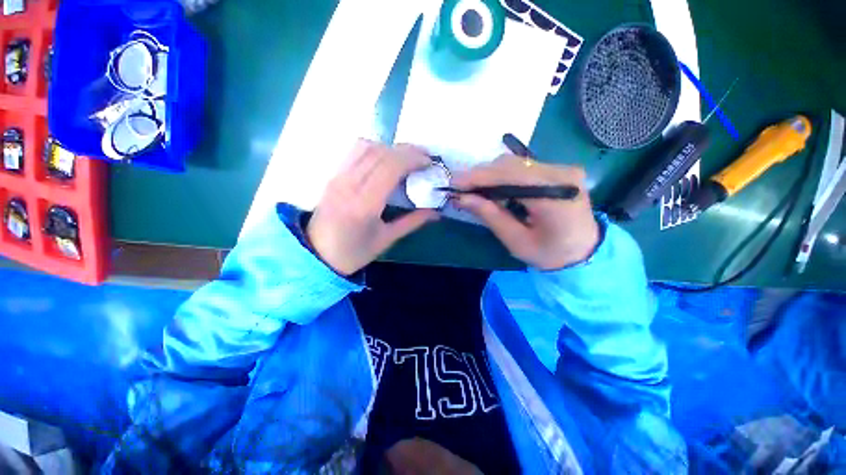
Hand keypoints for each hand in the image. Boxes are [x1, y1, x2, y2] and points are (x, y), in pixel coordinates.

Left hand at [306, 140, 439, 275]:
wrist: (317, 254)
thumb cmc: (354, 252)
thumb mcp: (386, 240)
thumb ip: (412, 222)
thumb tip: (436, 211)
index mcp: (364, 205)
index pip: (390, 168)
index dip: (412, 159)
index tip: (429, 162)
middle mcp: (349, 185)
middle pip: (380, 153)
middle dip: (407, 151)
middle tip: (424, 158)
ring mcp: (338, 177)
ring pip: (366, 147)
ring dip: (391, 148)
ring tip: (406, 158)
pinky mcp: (333, 175)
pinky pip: (355, 152)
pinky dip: (375, 149)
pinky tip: (385, 159)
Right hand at [453, 155, 598, 269]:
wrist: (584, 252)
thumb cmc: (550, 254)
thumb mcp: (516, 241)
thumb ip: (490, 216)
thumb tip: (462, 198)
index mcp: (556, 196)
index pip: (512, 176)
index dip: (480, 177)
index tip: (455, 183)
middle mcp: (562, 175)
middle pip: (512, 165)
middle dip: (482, 175)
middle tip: (461, 189)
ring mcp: (562, 169)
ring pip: (515, 163)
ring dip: (490, 175)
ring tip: (474, 190)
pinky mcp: (557, 170)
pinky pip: (522, 167)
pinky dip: (502, 176)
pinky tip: (492, 188)